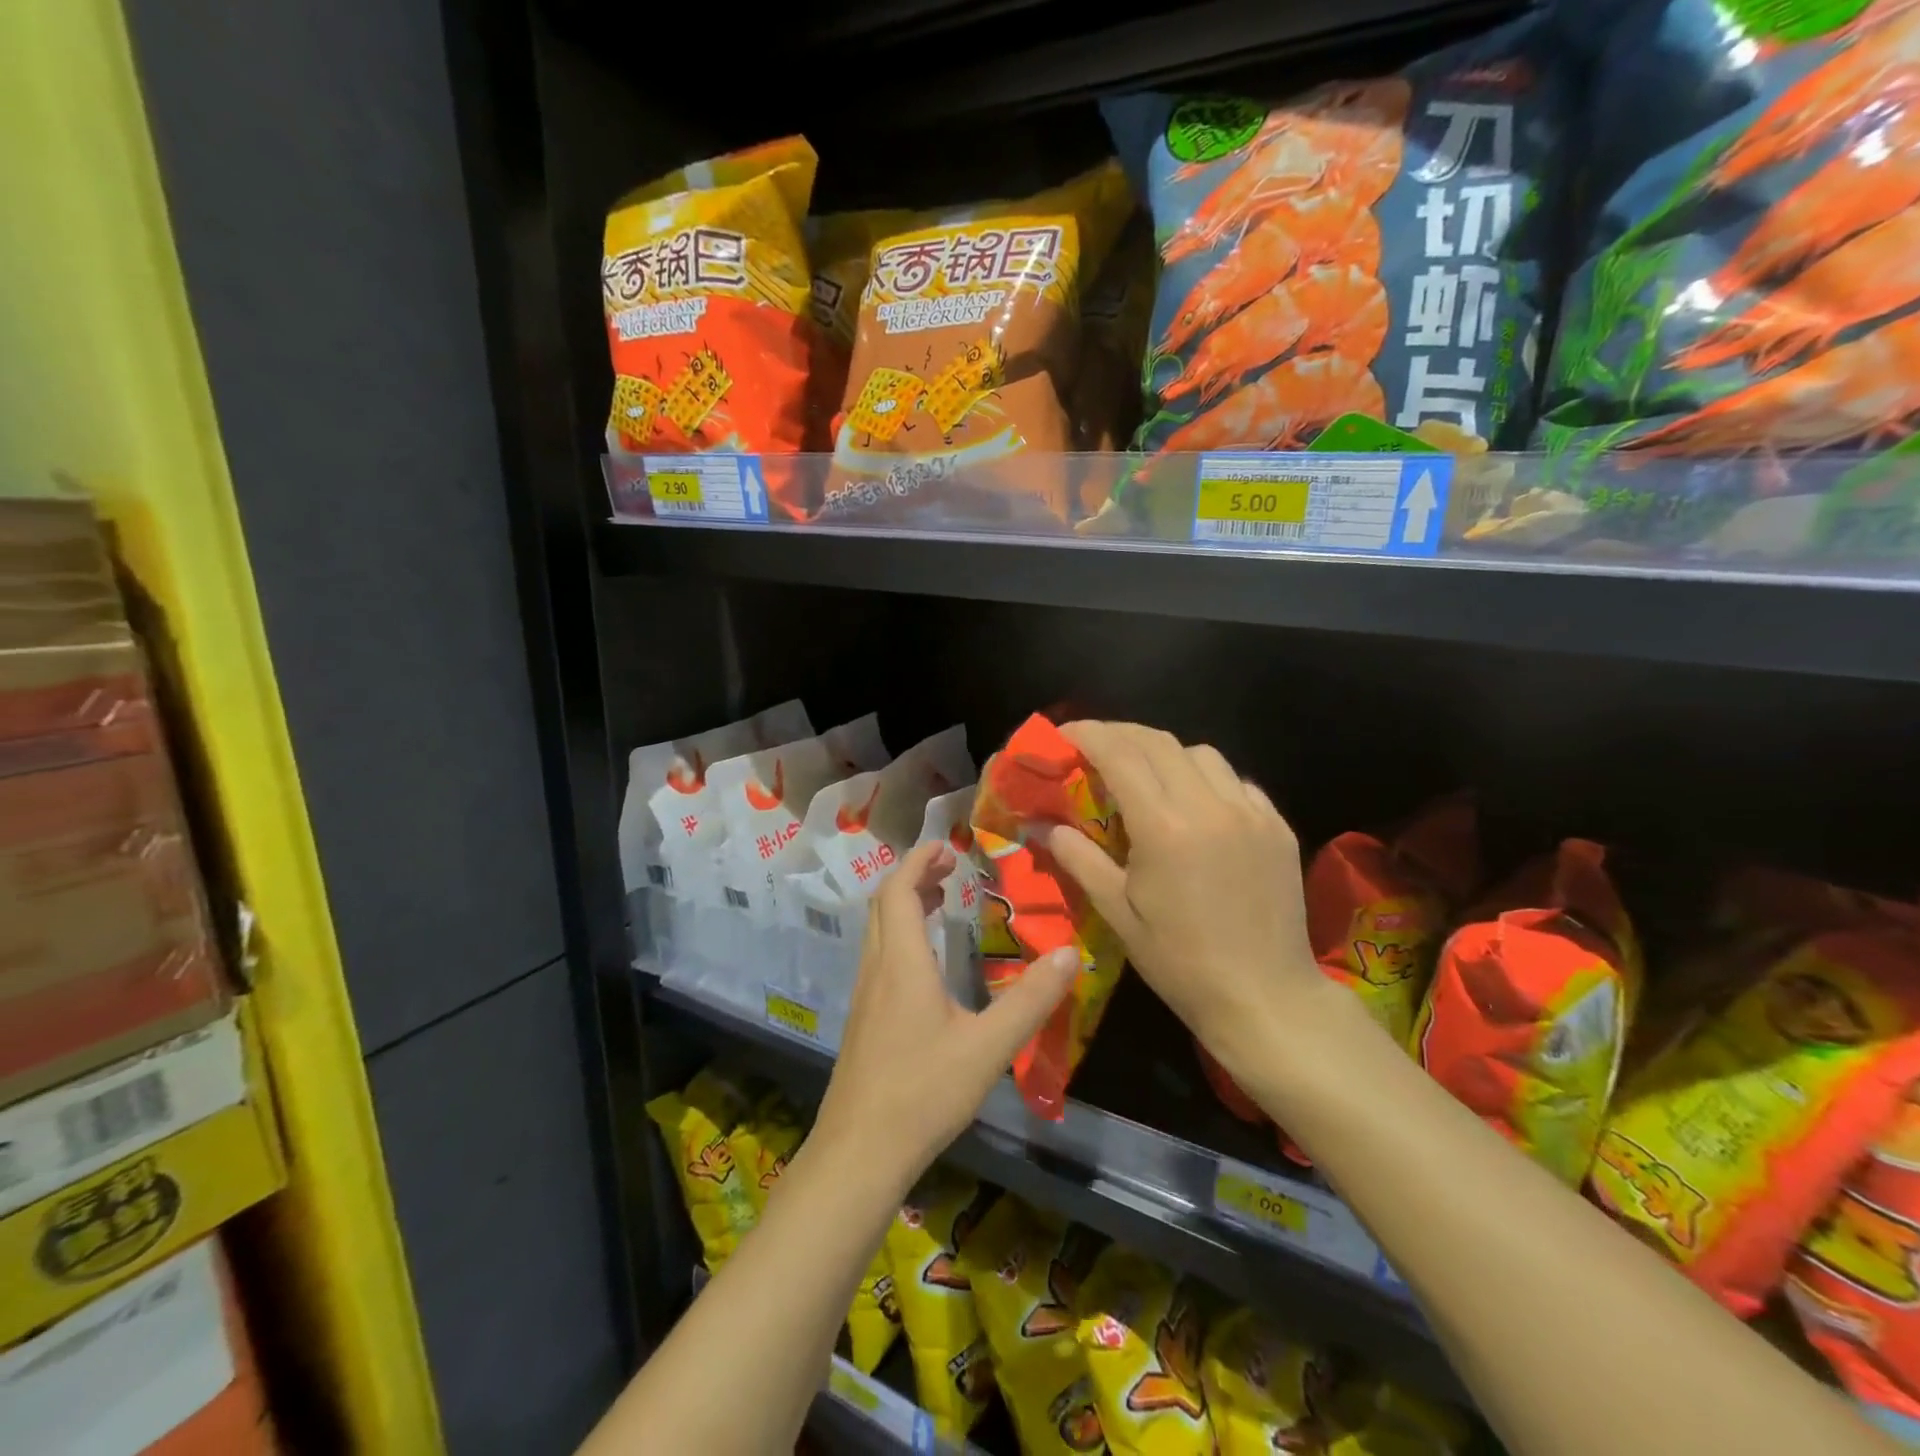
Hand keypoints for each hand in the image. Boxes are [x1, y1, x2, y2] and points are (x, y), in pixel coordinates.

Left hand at [812, 839, 1078, 1181]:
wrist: (859, 1152)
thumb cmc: (923, 1092)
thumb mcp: (988, 1047)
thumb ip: (1030, 1000)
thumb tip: (1069, 953)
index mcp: (902, 962)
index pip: (898, 890)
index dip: (918, 861)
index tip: (945, 847)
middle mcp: (877, 969)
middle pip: (883, 904)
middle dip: (912, 877)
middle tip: (949, 870)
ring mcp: (865, 996)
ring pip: (877, 931)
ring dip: (903, 905)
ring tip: (939, 902)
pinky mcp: (863, 1021)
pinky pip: (879, 956)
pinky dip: (900, 936)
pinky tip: (927, 964)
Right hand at [1042, 722, 1328, 1077]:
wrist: (1266, 998)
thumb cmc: (1180, 962)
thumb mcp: (1118, 913)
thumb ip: (1079, 859)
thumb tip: (1042, 826)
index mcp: (1164, 827)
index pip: (1120, 754)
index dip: (1087, 734)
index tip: (1062, 735)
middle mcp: (1209, 806)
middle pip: (1159, 742)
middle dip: (1120, 734)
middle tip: (1093, 746)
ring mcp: (1251, 812)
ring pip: (1201, 753)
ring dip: (1165, 753)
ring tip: (1146, 775)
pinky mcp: (1278, 825)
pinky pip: (1237, 781)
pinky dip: (1206, 778)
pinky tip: (1196, 804)